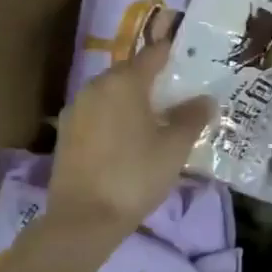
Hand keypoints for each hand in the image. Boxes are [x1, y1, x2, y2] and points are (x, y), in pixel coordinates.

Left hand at [48, 41, 213, 242]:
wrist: (83, 219)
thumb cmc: (135, 175)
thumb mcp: (174, 148)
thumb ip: (191, 118)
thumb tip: (205, 99)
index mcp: (124, 81)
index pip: (152, 54)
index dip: (171, 52)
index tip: (188, 56)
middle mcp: (96, 86)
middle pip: (129, 72)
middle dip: (151, 79)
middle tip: (175, 94)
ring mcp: (76, 108)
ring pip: (110, 93)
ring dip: (131, 100)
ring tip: (154, 118)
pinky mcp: (66, 132)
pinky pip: (97, 113)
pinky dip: (113, 117)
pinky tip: (127, 138)